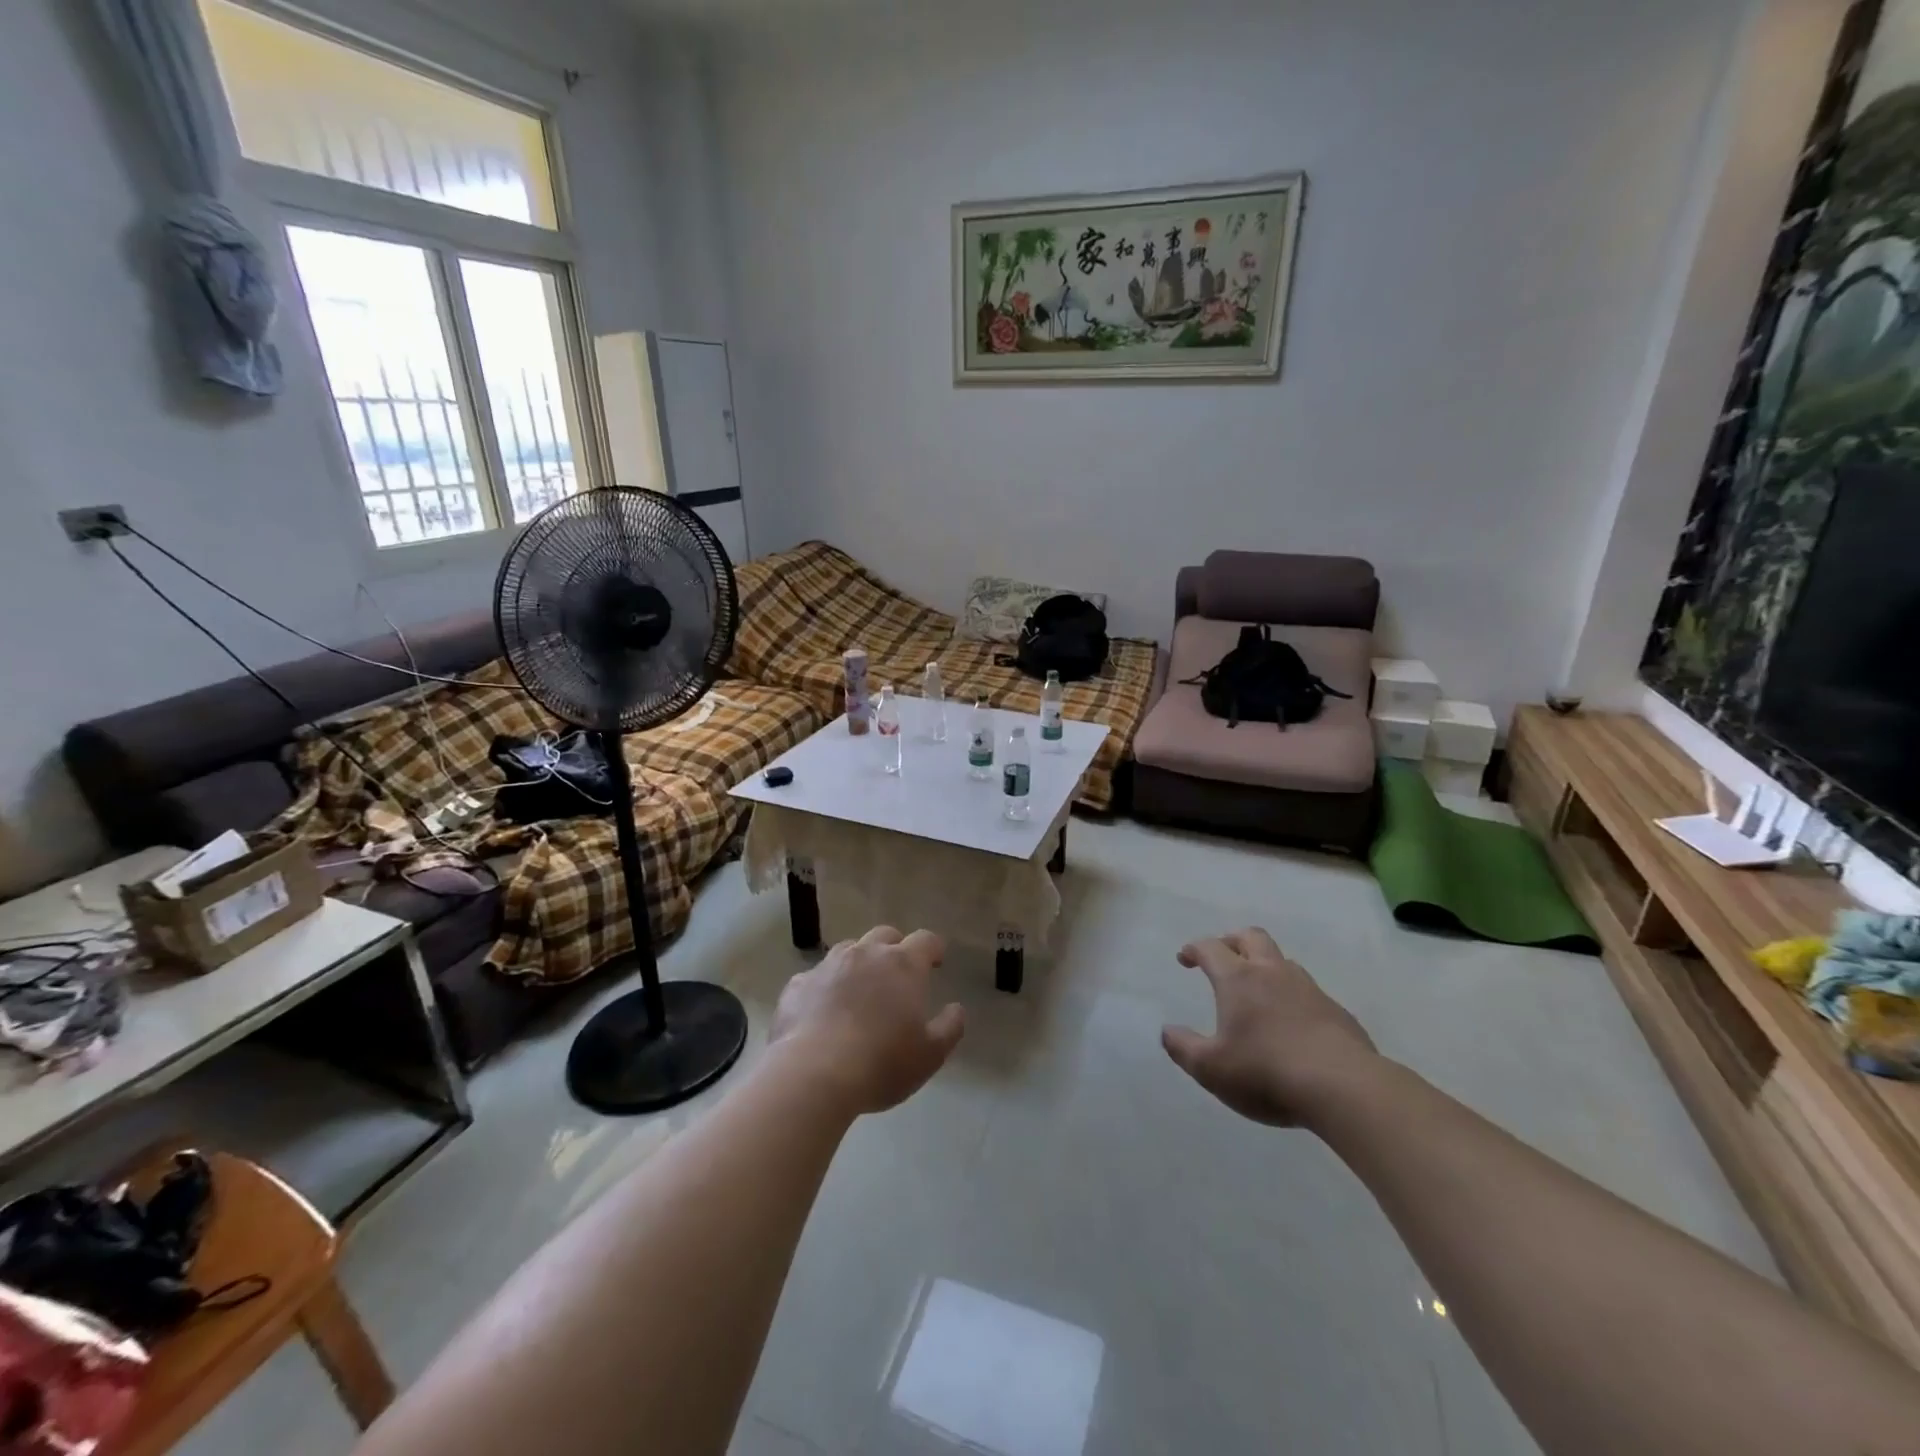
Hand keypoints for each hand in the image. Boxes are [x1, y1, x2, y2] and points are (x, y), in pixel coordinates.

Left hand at [771, 926, 965, 1114]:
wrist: (813, 1074)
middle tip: (898, 974)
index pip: (925, 940)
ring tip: (859, 990)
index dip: (933, 948)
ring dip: (858, 963)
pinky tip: (823, 1011)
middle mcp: (866, 954)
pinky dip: (824, 987)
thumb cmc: (882, 1063)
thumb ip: (950, 1027)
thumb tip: (956, 1008)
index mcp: (903, 965)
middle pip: (885, 935)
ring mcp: (828, 966)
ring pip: (848, 950)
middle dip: (895, 948)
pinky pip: (816, 977)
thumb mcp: (930, 1054)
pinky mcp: (797, 985)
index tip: (936, 960)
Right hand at [1162, 927, 1377, 1126]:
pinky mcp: (1337, 1012)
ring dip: (1265, 966)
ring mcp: (1309, 990)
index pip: (1211, 948)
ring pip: (1283, 961)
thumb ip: (1183, 1048)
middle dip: (1232, 940)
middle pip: (1251, 937)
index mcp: (1238, 979)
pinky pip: (1308, 992)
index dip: (1194, 949)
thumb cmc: (1266, 1072)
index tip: (1185, 958)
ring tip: (1257, 990)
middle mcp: (1273, 974)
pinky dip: (1292, 996)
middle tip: (1222, 956)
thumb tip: (1167, 1031)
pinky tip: (1292, 1024)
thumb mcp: (1211, 1069)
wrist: (1344, 1088)